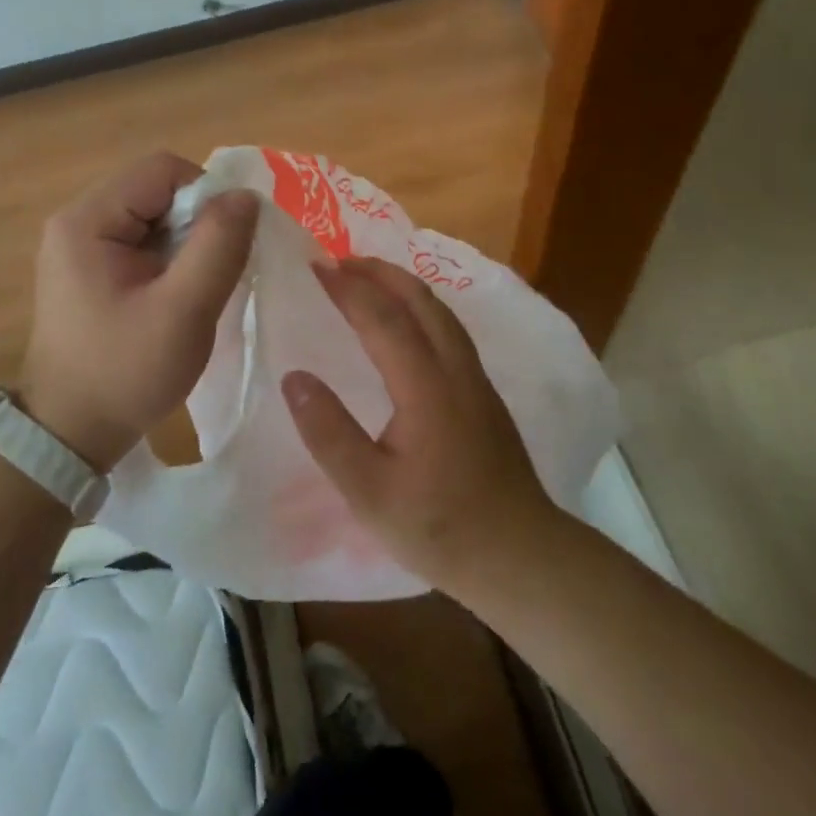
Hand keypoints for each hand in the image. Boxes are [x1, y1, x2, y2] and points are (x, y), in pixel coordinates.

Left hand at [21, 152, 257, 470]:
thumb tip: (246, 196)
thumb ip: (219, 245)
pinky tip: (177, 297)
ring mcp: (81, 245)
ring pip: (154, 216)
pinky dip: (170, 260)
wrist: (69, 435)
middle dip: (197, 223)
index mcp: (88, 219)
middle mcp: (78, 220)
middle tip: (212, 274)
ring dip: (187, 244)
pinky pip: (142, 242)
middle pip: (157, 190)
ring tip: (196, 290)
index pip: (163, 170)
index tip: (225, 245)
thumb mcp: (183, 310)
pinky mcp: (89, 269)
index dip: (206, 196)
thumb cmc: (125, 372)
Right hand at [281, 257, 555, 591]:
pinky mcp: (484, 392)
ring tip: (368, 277)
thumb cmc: (440, 528)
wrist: (521, 555)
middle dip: (379, 272)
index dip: (348, 288)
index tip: (316, 266)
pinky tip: (407, 320)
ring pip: (440, 311)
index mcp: (426, 388)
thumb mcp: (369, 493)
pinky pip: (449, 327)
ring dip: (402, 285)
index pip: (383, 319)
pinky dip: (420, 305)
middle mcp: (455, 369)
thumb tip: (294, 377)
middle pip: (420, 300)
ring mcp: (476, 379)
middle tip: (338, 260)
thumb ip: (329, 433)